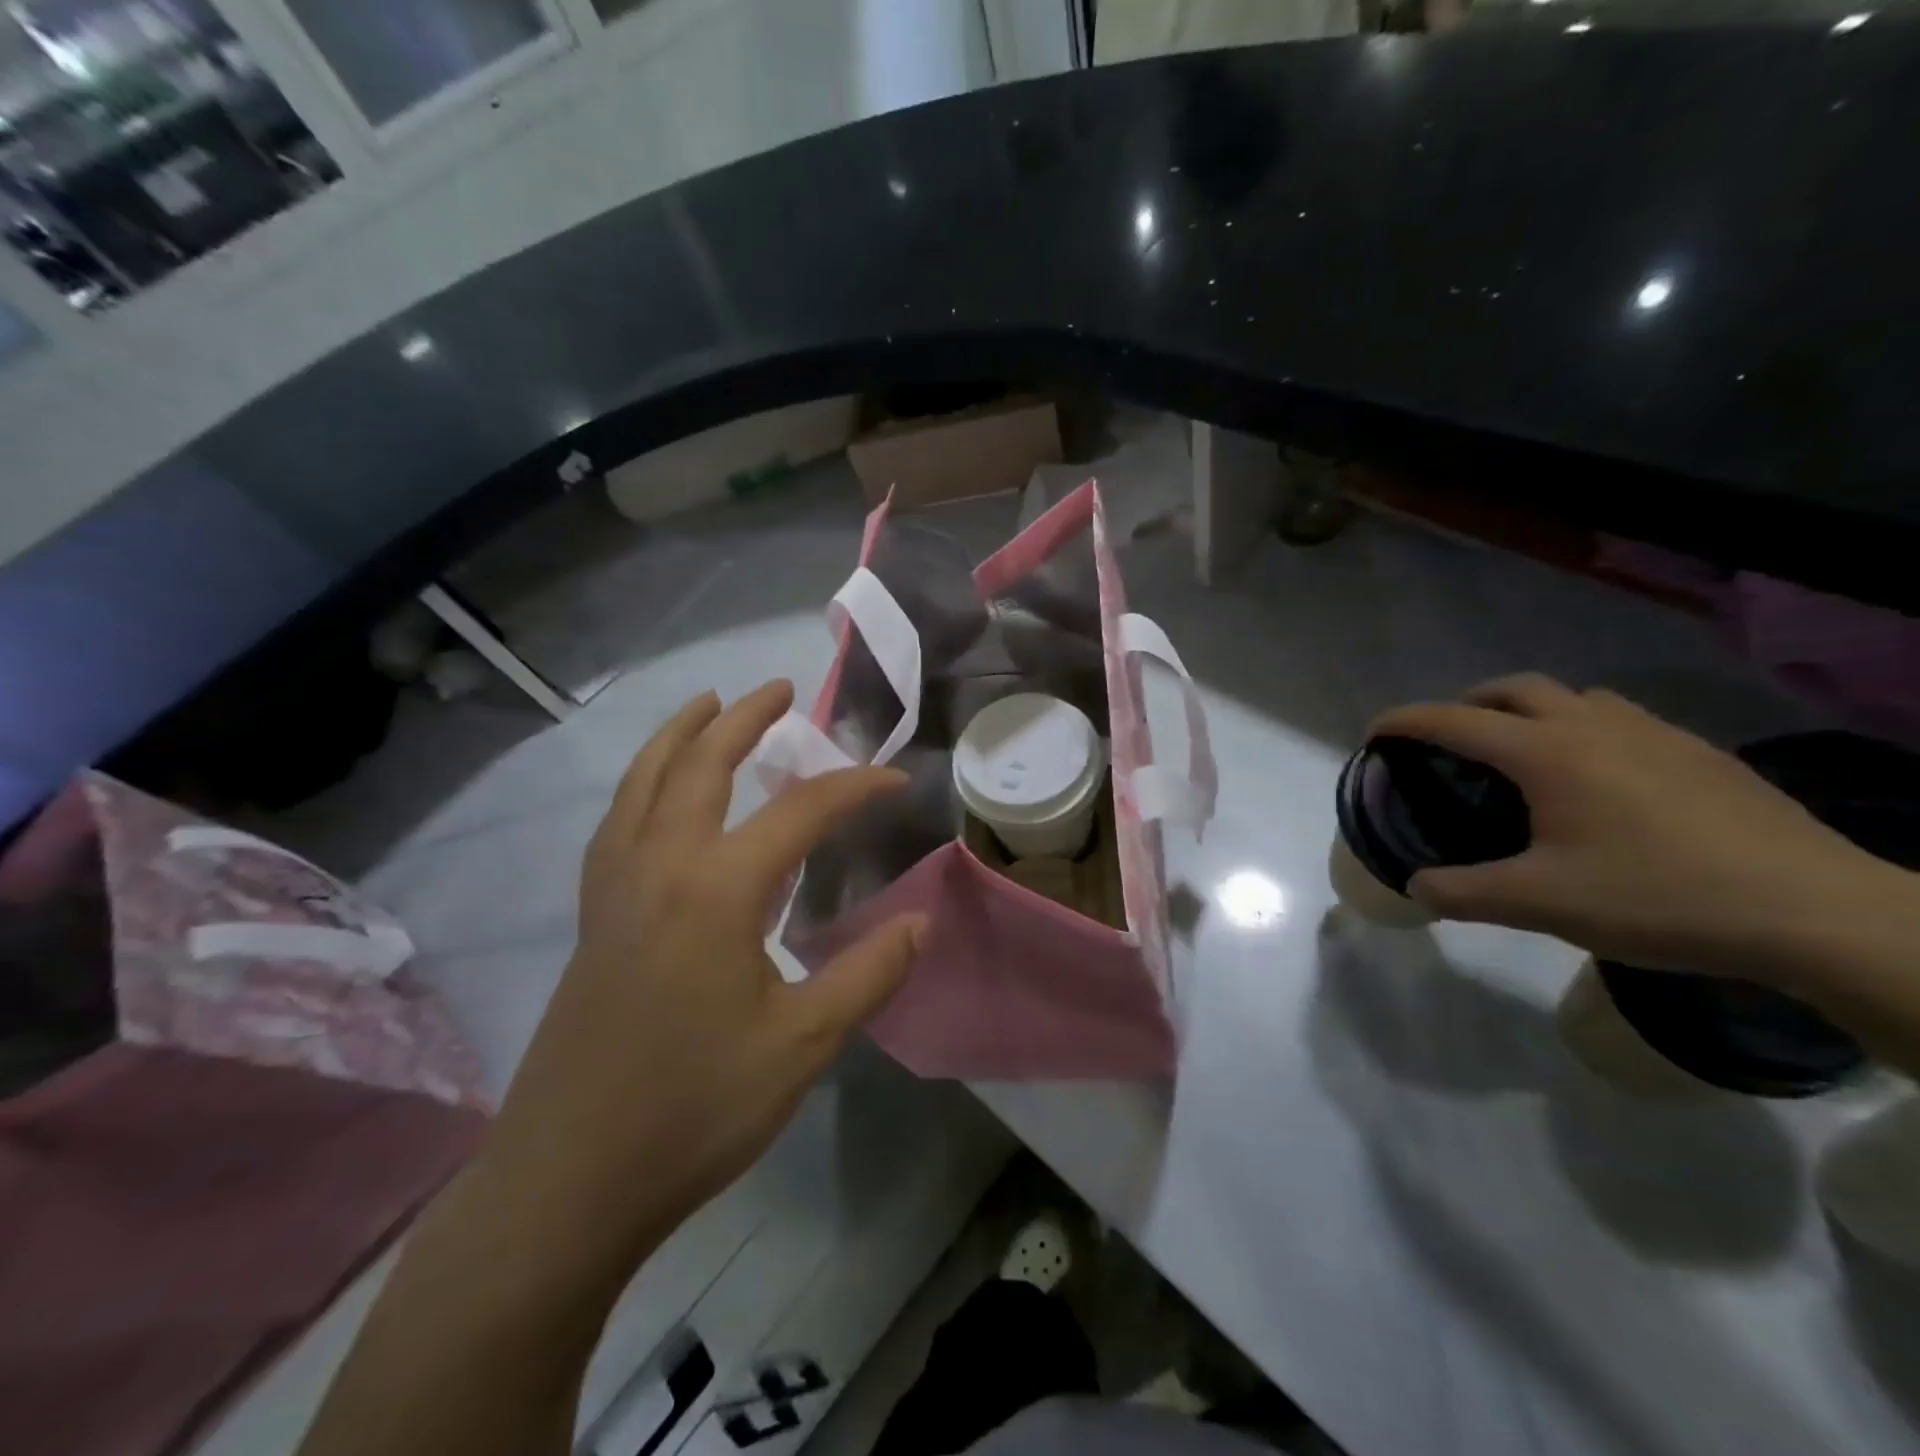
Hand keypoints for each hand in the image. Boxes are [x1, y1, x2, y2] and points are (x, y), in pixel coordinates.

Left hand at [485, 681, 922, 1273]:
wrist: (568, 1181)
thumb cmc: (695, 1109)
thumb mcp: (804, 1044)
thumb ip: (868, 973)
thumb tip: (920, 921)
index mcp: (718, 889)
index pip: (800, 811)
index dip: (855, 788)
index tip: (895, 782)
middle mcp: (660, 867)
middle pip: (701, 767)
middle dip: (744, 719)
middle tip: (780, 689)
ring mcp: (615, 890)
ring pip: (643, 784)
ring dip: (678, 735)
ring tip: (706, 705)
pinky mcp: (593, 919)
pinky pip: (616, 822)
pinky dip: (640, 785)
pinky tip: (655, 795)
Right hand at [1371, 674, 1908, 987]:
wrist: (1817, 912)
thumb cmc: (1659, 896)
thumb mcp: (1541, 904)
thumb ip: (1463, 893)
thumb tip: (1417, 887)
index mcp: (1546, 753)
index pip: (1453, 720)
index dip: (1404, 721)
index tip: (1373, 733)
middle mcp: (1594, 727)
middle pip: (1514, 688)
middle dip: (1468, 702)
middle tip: (1449, 739)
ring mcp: (1655, 734)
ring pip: (1574, 696)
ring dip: (1531, 710)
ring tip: (1521, 754)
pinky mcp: (1700, 754)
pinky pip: (1621, 720)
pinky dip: (1583, 730)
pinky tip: (1598, 781)